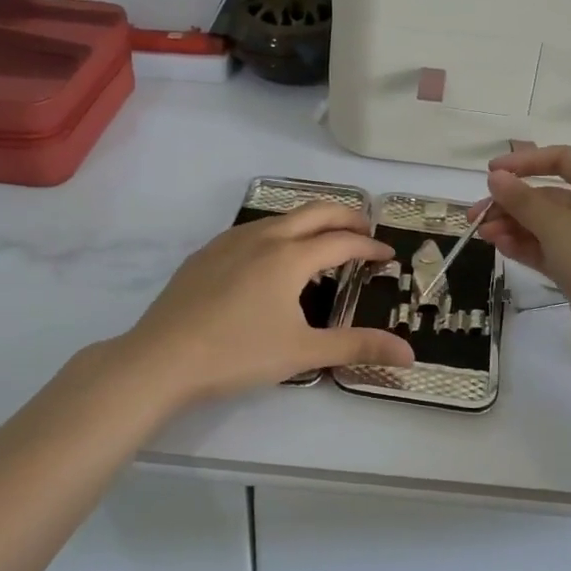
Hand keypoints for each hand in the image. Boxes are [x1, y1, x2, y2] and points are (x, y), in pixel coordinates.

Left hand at [114, 203, 412, 406]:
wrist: (161, 358)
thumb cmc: (238, 354)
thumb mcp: (303, 352)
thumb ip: (357, 347)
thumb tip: (409, 355)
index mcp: (290, 257)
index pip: (342, 242)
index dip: (370, 247)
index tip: (387, 256)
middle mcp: (264, 237)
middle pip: (315, 212)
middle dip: (346, 217)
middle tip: (365, 231)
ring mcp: (231, 241)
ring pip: (282, 217)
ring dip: (311, 221)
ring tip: (324, 242)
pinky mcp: (207, 252)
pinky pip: (254, 229)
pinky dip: (279, 232)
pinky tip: (272, 258)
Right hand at [474, 145, 570, 359]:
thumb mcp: (555, 224)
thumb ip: (521, 199)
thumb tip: (495, 178)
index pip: (561, 159)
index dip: (524, 162)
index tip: (491, 173)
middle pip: (548, 195)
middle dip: (510, 203)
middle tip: (476, 216)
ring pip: (546, 224)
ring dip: (513, 226)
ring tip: (484, 236)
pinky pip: (549, 248)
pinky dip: (526, 245)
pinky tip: (500, 247)